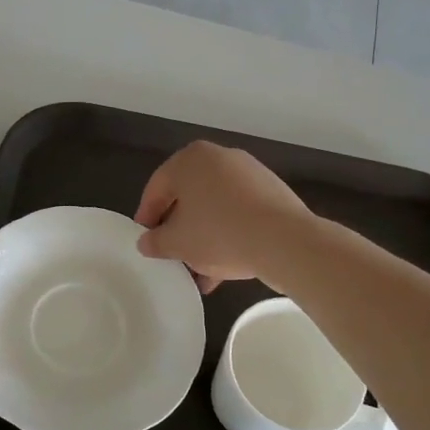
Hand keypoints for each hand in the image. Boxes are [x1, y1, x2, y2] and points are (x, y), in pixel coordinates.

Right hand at [133, 141, 312, 292]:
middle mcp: (219, 158)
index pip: (157, 188)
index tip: (145, 241)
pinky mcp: (272, 192)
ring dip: (204, 237)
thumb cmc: (219, 233)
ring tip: (200, 271)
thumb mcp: (176, 243)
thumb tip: (147, 242)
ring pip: (215, 208)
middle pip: (188, 197)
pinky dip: (229, 234)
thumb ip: (155, 242)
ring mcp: (249, 173)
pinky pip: (239, 213)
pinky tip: (225, 267)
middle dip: (179, 229)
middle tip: (172, 255)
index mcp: (189, 160)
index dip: (147, 217)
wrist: (284, 240)